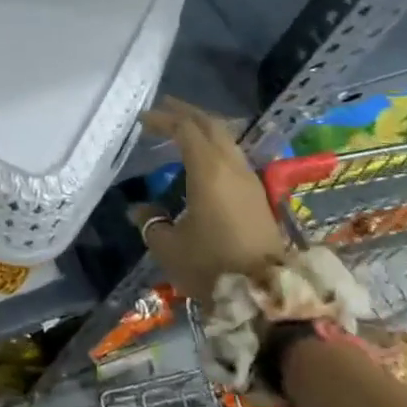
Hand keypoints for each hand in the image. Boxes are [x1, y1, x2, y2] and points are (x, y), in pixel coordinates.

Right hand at [129, 97, 293, 304]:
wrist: (266, 298)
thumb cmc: (211, 267)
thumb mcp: (168, 246)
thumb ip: (151, 222)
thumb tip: (139, 210)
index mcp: (209, 171)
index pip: (186, 130)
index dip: (164, 119)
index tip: (143, 118)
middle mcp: (232, 168)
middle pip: (212, 126)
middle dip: (187, 113)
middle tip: (163, 108)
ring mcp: (250, 181)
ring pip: (226, 140)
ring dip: (203, 129)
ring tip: (181, 128)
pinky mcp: (257, 198)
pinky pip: (233, 156)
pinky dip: (214, 146)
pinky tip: (202, 157)